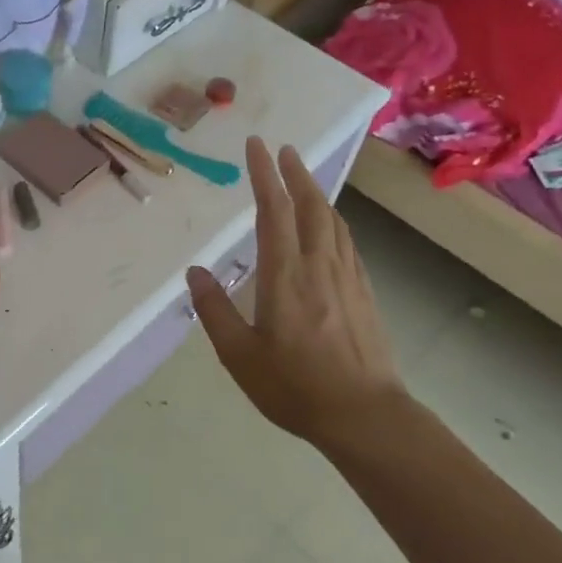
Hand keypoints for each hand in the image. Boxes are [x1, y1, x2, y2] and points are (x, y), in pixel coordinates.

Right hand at [187, 138, 403, 446]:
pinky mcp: (364, 292)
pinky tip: (330, 228)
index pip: (274, 210)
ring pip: (333, 221)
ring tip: (303, 179)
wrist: (366, 416)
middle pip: (310, 206)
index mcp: (285, 274)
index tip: (256, 146)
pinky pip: (346, 242)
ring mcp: (346, 277)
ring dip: (316, 193)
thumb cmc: (296, 387)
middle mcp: (318, 265)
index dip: (264, 175)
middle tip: (283, 149)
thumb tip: (195, 272)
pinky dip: (333, 221)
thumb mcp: (240, 355)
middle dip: (295, 173)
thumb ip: (215, 310)